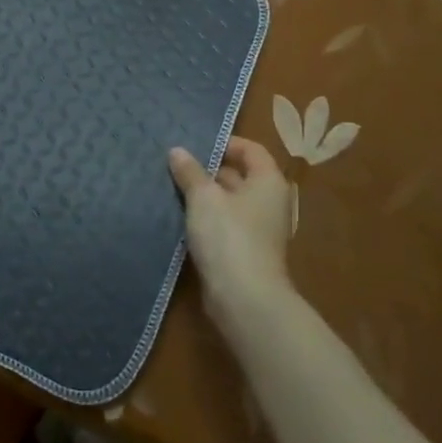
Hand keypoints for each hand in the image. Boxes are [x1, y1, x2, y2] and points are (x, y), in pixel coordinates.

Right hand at [168, 137, 294, 330]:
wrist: (244, 299)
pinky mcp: (246, 252)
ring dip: (205, 196)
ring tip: (172, 188)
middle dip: (209, 170)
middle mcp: (269, 202)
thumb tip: (177, 151)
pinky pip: (225, 225)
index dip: (225, 144)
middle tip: (176, 165)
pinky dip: (207, 219)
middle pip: (240, 175)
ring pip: (229, 202)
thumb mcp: (203, 198)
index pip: (251, 149)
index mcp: (268, 181)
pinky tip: (181, 218)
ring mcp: (259, 229)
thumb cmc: (228, 236)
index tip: (195, 145)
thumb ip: (190, 172)